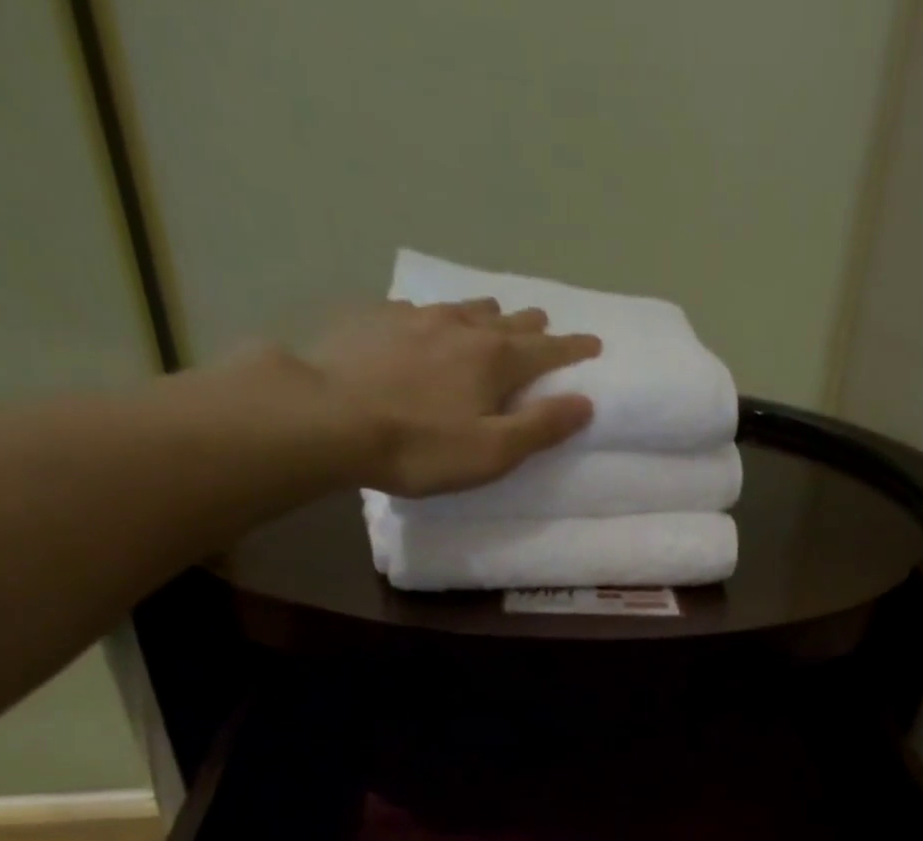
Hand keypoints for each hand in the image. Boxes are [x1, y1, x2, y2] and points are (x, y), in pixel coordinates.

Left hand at [300, 300, 601, 497]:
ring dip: (489, 313)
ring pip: (466, 307)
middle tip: (546, 325)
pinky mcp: (376, 319)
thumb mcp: (492, 452)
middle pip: (509, 321)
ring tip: (496, 315)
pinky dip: (439, 316)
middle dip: (533, 325)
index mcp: (495, 360)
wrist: (327, 417)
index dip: (574, 348)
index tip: (595, 342)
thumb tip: (585, 402)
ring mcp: (416, 317)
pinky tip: (429, 322)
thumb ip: (540, 427)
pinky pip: (421, 310)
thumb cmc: (419, 446)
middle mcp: (462, 327)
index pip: (547, 350)